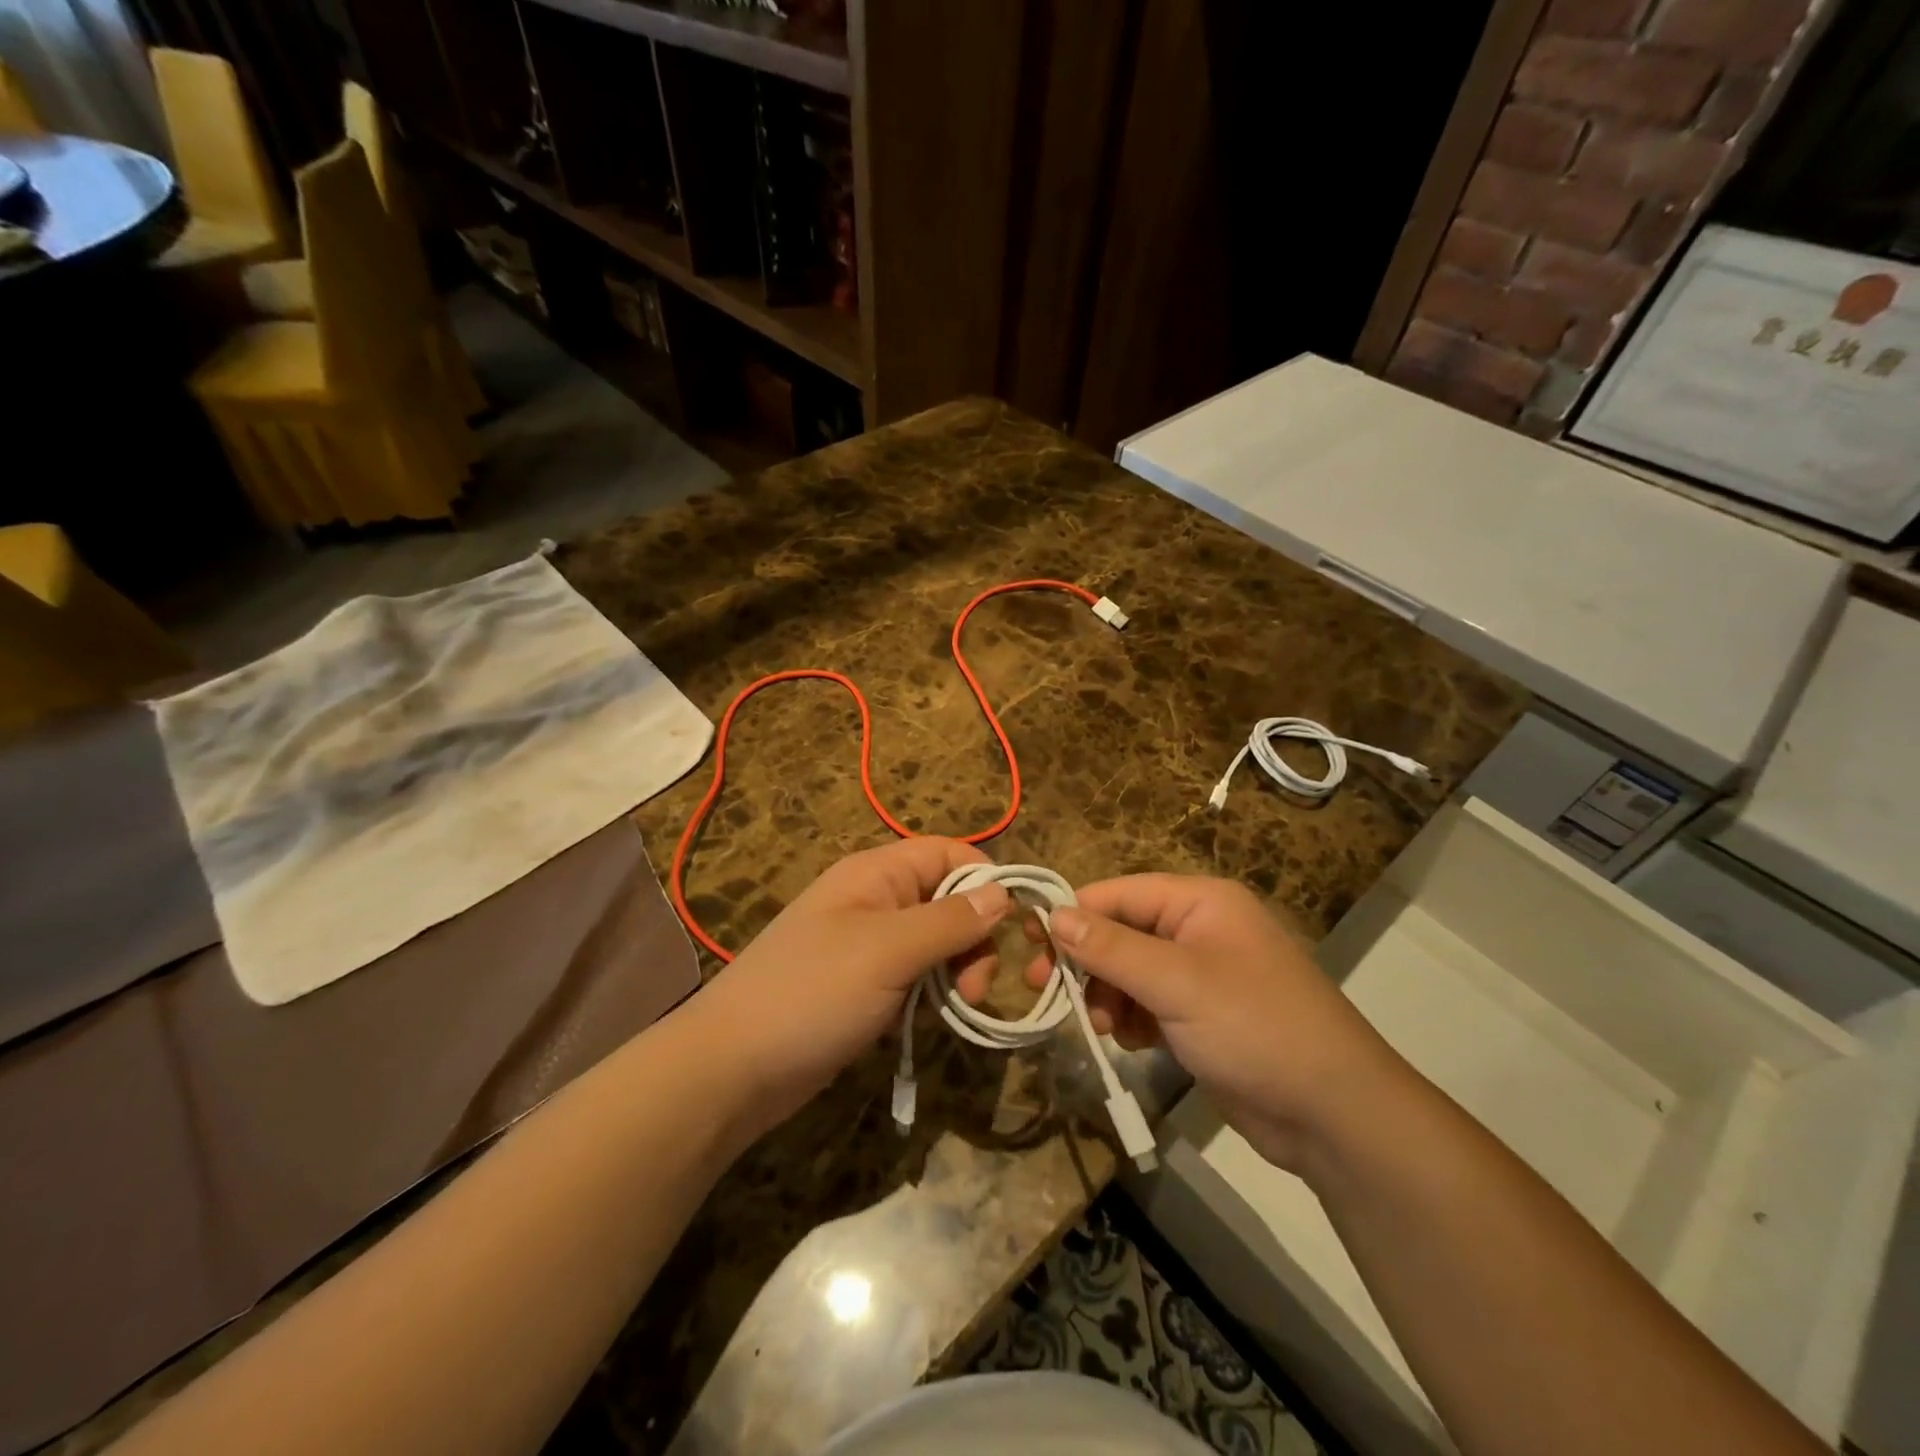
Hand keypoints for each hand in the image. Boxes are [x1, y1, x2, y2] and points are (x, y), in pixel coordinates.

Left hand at [687, 837, 1013, 1136]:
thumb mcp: (888, 951)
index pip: (948, 853)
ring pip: (937, 943)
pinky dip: (934, 995)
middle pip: (949, 900)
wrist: (732, 1070)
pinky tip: (933, 1022)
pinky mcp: (866, 988)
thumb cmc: (812, 994)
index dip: (985, 880)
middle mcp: (875, 901)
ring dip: (958, 971)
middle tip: (976, 987)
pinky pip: (917, 977)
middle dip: (975, 937)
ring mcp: (869, 947)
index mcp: (876, 874)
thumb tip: (1003, 893)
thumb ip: (949, 920)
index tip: (1014, 926)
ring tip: (958, 1008)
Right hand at [1029, 874, 1405, 1173]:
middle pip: (1121, 932)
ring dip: (1107, 996)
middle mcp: (1199, 929)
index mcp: (1200, 902)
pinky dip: (1132, 1020)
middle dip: (1086, 962)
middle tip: (1044, 989)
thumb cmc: (1255, 1027)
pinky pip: (1149, 1004)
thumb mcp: (1176, 983)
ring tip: (1101, 1027)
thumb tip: (1054, 915)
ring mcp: (1202, 974)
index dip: (1073, 915)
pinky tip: (1133, 1044)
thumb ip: (1111, 948)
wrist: (1333, 1114)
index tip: (1028, 943)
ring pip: (1130, 971)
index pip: (1118, 894)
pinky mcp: (1202, 1016)